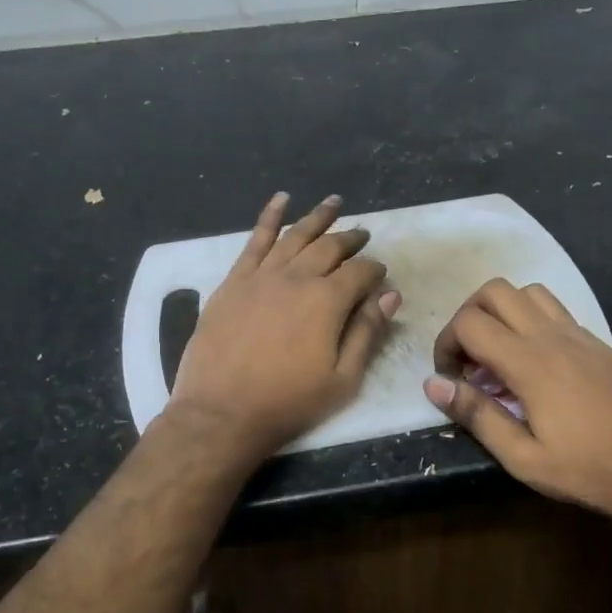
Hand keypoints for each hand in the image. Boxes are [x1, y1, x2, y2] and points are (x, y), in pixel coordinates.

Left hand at [167, 192, 400, 462]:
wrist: (221, 412)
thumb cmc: (288, 402)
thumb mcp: (342, 379)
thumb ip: (367, 333)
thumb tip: (390, 296)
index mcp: (327, 301)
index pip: (360, 273)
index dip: (375, 271)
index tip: (381, 275)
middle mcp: (296, 277)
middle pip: (329, 247)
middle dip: (350, 239)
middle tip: (363, 234)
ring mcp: (261, 275)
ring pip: (295, 236)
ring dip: (317, 218)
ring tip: (333, 203)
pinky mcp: (233, 281)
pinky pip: (254, 240)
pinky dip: (269, 217)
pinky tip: (281, 200)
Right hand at [423, 278, 611, 527]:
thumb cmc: (589, 470)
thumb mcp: (523, 458)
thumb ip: (477, 415)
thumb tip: (433, 384)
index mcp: (530, 363)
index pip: (470, 323)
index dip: (446, 343)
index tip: (449, 378)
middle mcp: (553, 336)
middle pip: (495, 291)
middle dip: (468, 316)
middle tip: (468, 358)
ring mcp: (580, 335)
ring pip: (528, 292)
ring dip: (502, 312)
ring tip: (499, 355)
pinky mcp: (599, 344)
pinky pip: (555, 311)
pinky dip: (531, 321)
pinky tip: (535, 365)